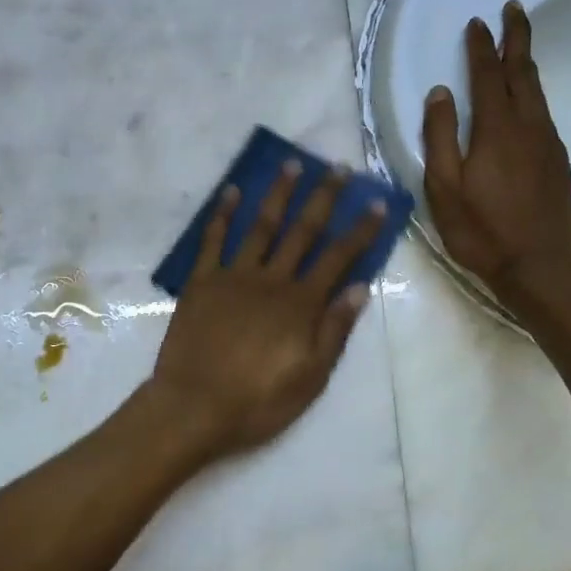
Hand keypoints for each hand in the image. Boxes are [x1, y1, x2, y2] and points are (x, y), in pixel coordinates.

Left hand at [149, 162, 385, 460]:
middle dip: (323, 198)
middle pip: (303, 231)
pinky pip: (213, 241)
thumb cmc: (258, 401)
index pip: (339, 258)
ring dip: (278, 194)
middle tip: (337, 167)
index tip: (377, 202)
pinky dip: (222, 214)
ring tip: (291, 164)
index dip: (360, 230)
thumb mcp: (310, 377)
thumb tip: (360, 287)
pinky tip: (231, 192)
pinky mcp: (202, 282)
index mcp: (301, 304)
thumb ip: (335, 330)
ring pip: (261, 226)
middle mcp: (271, 280)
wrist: (194, 406)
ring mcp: (234, 276)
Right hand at [422, 0, 570, 293]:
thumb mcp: (444, 187)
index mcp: (497, 130)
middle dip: (517, 39)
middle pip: (523, 73)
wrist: (540, 267)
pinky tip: (526, 103)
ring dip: (526, 65)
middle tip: (514, 10)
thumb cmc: (481, 231)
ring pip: (538, 93)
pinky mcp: (558, 163)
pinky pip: (544, 115)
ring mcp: (548, 144)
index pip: (488, 76)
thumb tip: (440, 93)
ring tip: (517, 49)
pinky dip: (533, 95)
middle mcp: (529, 127)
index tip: (478, 22)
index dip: (482, 47)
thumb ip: (440, 137)